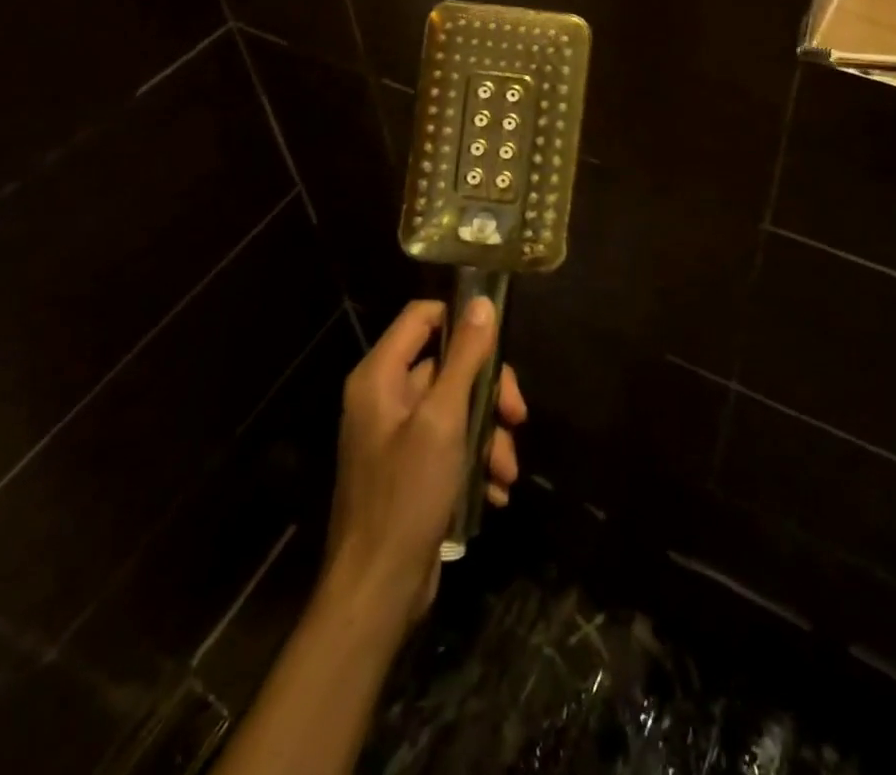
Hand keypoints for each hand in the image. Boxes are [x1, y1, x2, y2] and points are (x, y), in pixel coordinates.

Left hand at [322, 298, 527, 623]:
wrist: (377, 592)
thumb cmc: (406, 496)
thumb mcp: (443, 420)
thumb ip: (464, 358)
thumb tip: (482, 303)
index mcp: (380, 376)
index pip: (422, 316)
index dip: (460, 320)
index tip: (499, 341)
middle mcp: (385, 396)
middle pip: (448, 363)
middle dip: (488, 390)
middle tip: (517, 415)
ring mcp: (398, 434)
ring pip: (457, 406)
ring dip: (489, 433)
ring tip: (507, 470)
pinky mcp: (412, 467)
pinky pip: (451, 441)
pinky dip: (476, 459)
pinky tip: (496, 490)